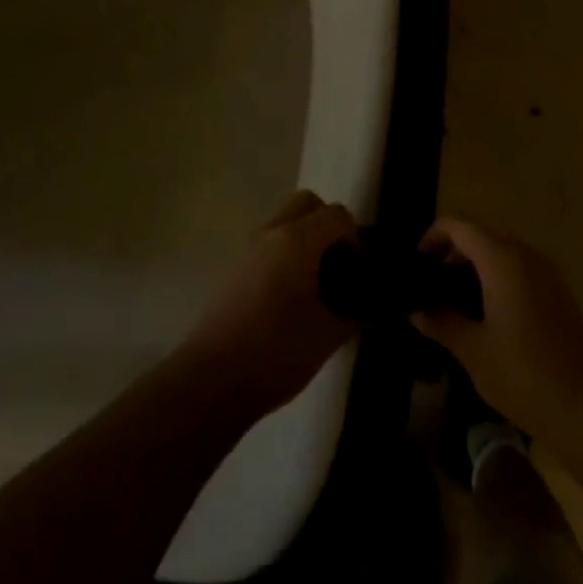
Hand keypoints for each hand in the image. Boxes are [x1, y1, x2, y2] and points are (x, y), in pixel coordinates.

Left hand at [181, 190, 360, 417]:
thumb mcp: (328, 336)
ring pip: (284, 222)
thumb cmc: (276, 352)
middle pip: (307, 203)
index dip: (357, 240)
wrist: (212, 380)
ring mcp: (248, 249)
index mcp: (297, 240)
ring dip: (306, 238)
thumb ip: (355, 314)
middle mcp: (271, 233)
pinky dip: (286, 255)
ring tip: (318, 284)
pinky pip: (268, 245)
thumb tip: (370, 307)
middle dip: (329, 225)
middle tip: (340, 264)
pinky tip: (291, 298)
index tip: (362, 274)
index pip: (337, 215)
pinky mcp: (234, 269)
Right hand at [411, 218, 582, 437]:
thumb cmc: (522, 374)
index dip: (433, 236)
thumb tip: (417, 312)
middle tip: (432, 287)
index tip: (418, 264)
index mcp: (501, 260)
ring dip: (475, 268)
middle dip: (453, 254)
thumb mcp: (473, 350)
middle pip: (480, 237)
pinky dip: (497, 279)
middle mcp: (525, 255)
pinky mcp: (558, 292)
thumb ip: (442, 323)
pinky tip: (487, 316)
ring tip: (455, 303)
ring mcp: (547, 272)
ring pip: (501, 253)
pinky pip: (520, 270)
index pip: (459, 226)